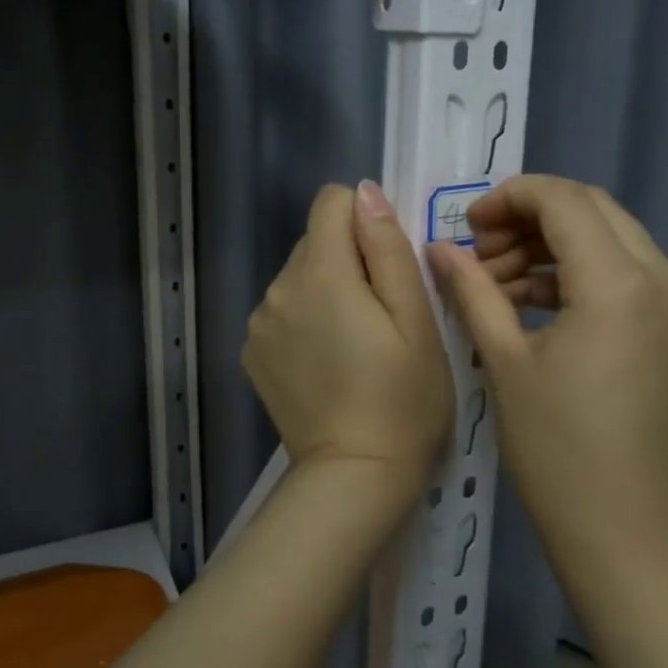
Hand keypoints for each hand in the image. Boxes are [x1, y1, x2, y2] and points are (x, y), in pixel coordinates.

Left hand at [243, 182, 454, 496]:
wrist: (354, 475)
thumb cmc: (403, 398)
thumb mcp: (415, 319)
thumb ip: (388, 247)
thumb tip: (365, 192)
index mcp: (321, 272)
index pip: (331, 202)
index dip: (365, 221)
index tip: (388, 265)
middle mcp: (278, 287)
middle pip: (315, 241)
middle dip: (348, 260)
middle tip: (381, 315)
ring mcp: (259, 322)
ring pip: (299, 278)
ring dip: (325, 292)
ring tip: (355, 344)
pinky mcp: (252, 353)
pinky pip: (282, 311)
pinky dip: (304, 321)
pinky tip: (327, 363)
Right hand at [426, 175, 667, 567]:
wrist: (623, 531)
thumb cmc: (556, 449)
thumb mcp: (503, 361)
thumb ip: (472, 289)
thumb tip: (440, 247)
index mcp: (620, 283)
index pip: (564, 200)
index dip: (508, 198)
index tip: (465, 225)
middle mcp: (663, 278)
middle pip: (590, 210)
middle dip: (527, 217)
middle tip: (476, 250)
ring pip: (606, 238)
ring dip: (548, 246)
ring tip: (492, 280)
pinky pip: (620, 274)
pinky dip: (572, 273)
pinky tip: (524, 300)